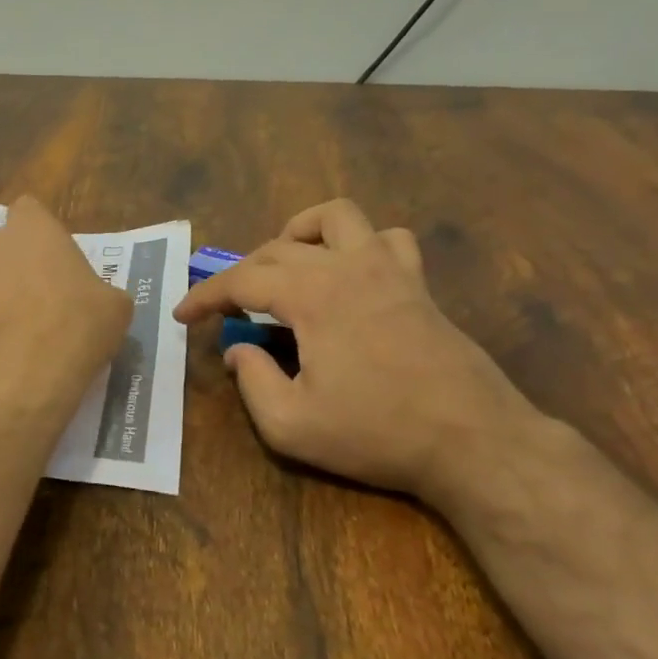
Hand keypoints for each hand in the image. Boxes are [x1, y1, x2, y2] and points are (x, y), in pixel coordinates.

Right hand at [174, 199, 538, 505]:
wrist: (474, 441)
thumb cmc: (377, 433)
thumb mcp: (291, 425)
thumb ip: (252, 382)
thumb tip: (238, 351)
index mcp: (311, 295)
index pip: (241, 280)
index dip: (205, 295)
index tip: (183, 315)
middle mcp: (346, 267)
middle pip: (278, 248)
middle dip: (242, 273)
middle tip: (228, 308)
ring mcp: (389, 269)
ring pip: (336, 217)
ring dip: (301, 234)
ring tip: (287, 266)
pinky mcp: (418, 284)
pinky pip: (388, 239)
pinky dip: (361, 244)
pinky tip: (352, 273)